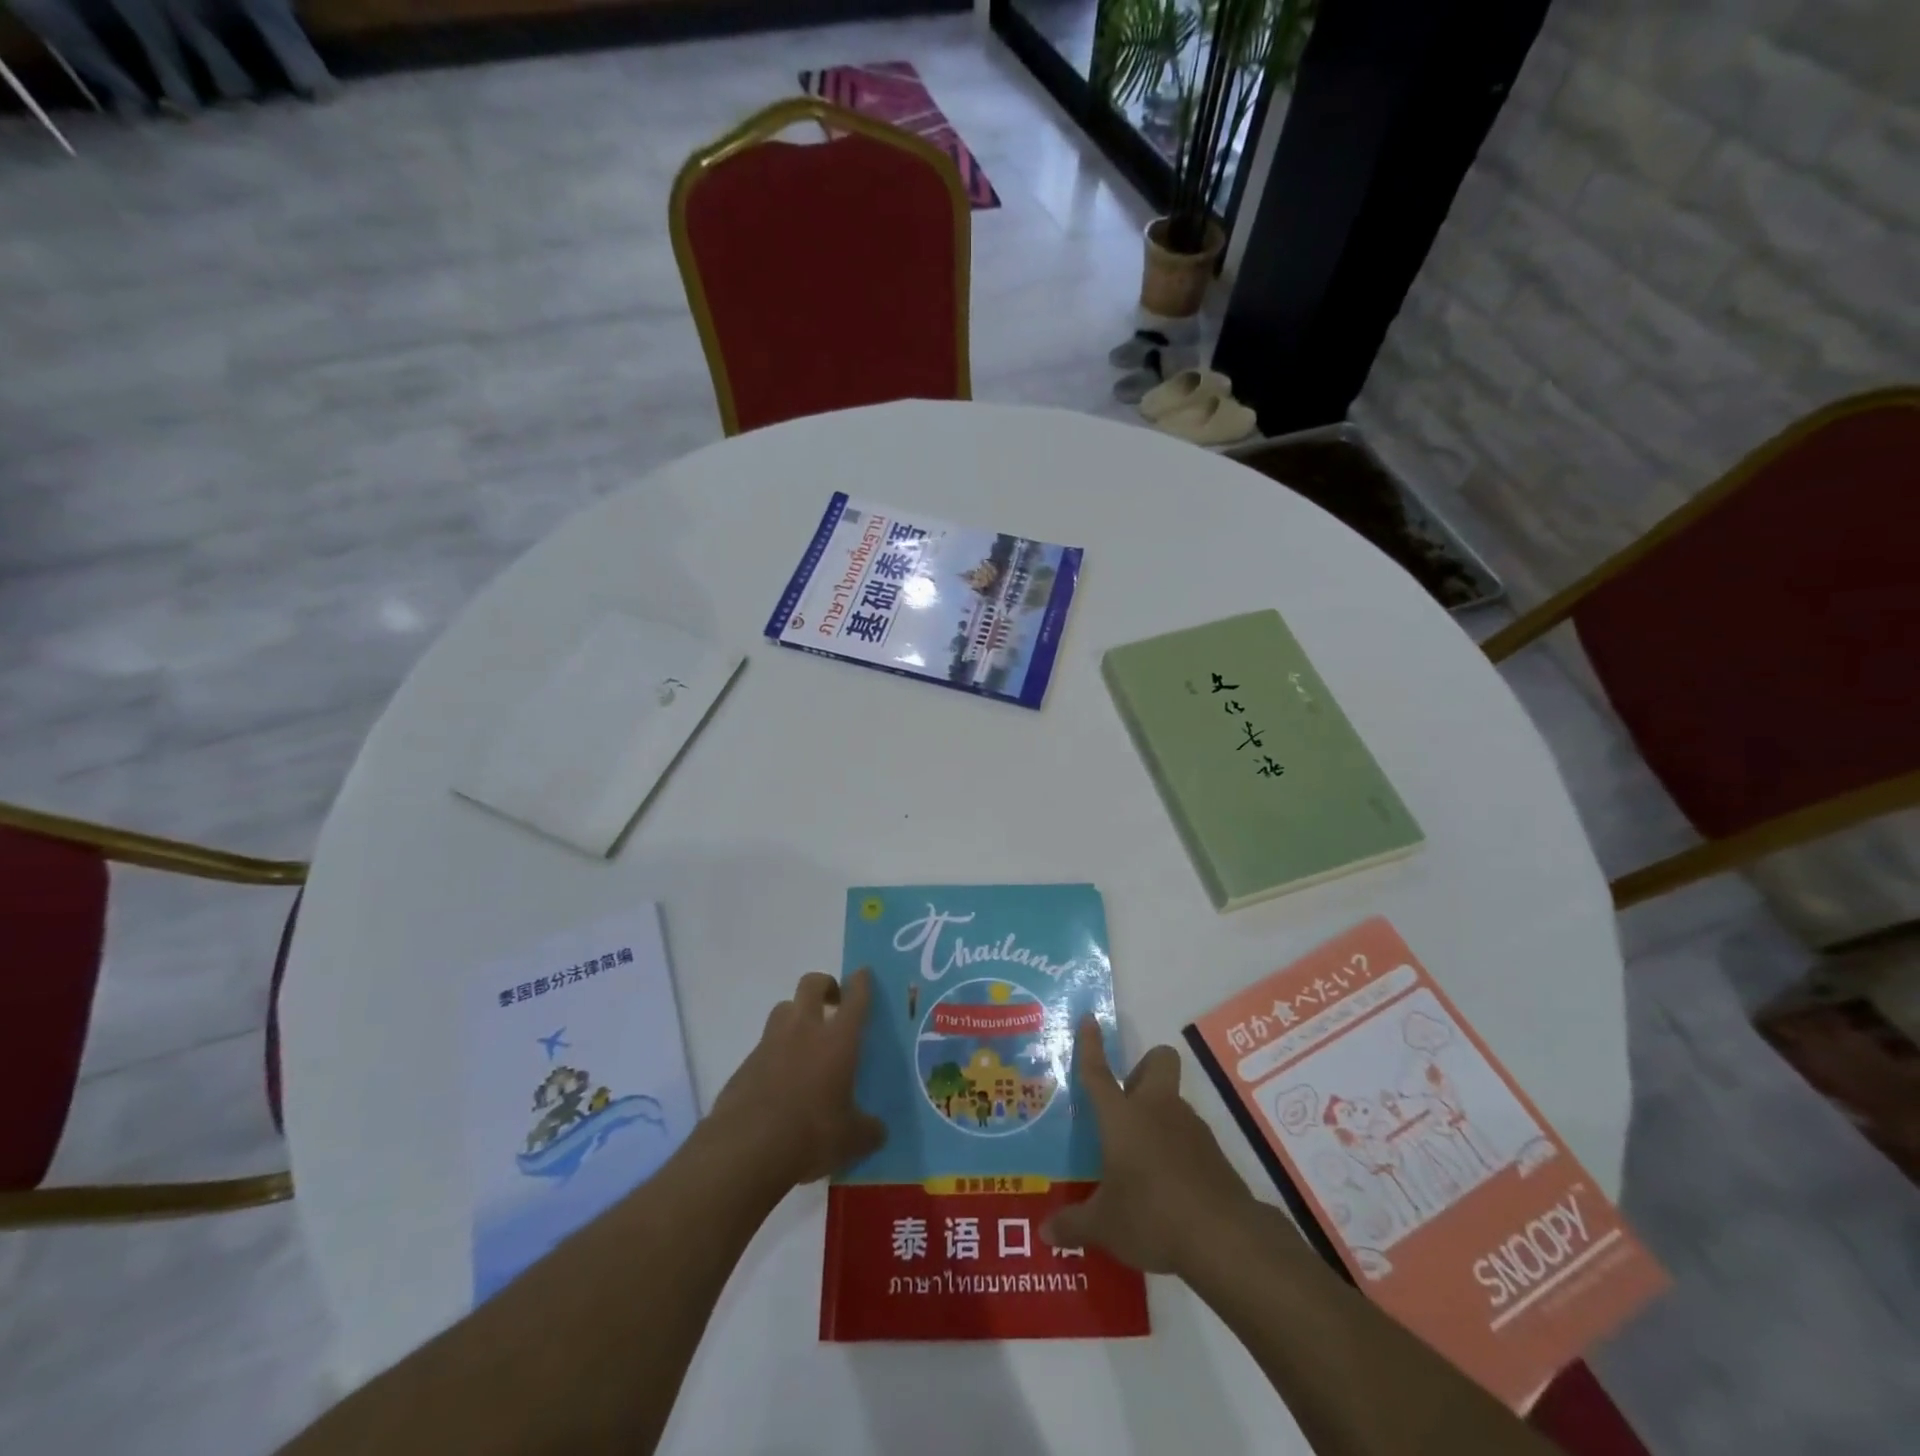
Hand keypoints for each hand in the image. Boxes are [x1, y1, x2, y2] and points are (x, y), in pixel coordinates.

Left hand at [709, 969, 885, 1189]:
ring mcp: (770, 1044)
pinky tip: (780, 1082)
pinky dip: (775, 1053)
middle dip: (824, 985)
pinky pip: (764, 1046)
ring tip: (805, 1041)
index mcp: (837, 1041)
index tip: (862, 974)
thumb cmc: (810, 1135)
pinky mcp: (745, 1064)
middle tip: (833, 1002)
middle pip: (811, 985)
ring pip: (784, 1009)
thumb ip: (867, 1130)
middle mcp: (803, 1031)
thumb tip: (878, 1131)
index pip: (854, 999)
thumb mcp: (850, 1140)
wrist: (745, 1150)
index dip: (860, 983)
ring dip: (796, 1015)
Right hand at [1042, 1015, 1256, 1275]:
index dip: (1091, 1044)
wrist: (1224, 1237)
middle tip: (1126, 1101)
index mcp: (1122, 1117)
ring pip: (1174, 1100)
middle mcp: (1157, 1109)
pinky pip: (1190, 1136)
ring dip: (1159, 1115)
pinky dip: (1178, 1149)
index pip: (1099, 1072)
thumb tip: (1045, 1233)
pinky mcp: (1214, 1153)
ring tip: (1143, 1158)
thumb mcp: (1105, 1226)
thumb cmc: (1152, 1216)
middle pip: (1158, 1061)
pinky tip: (1169, 1186)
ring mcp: (1190, 1128)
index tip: (1090, 1018)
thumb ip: (1073, 1225)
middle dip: (1143, 1067)